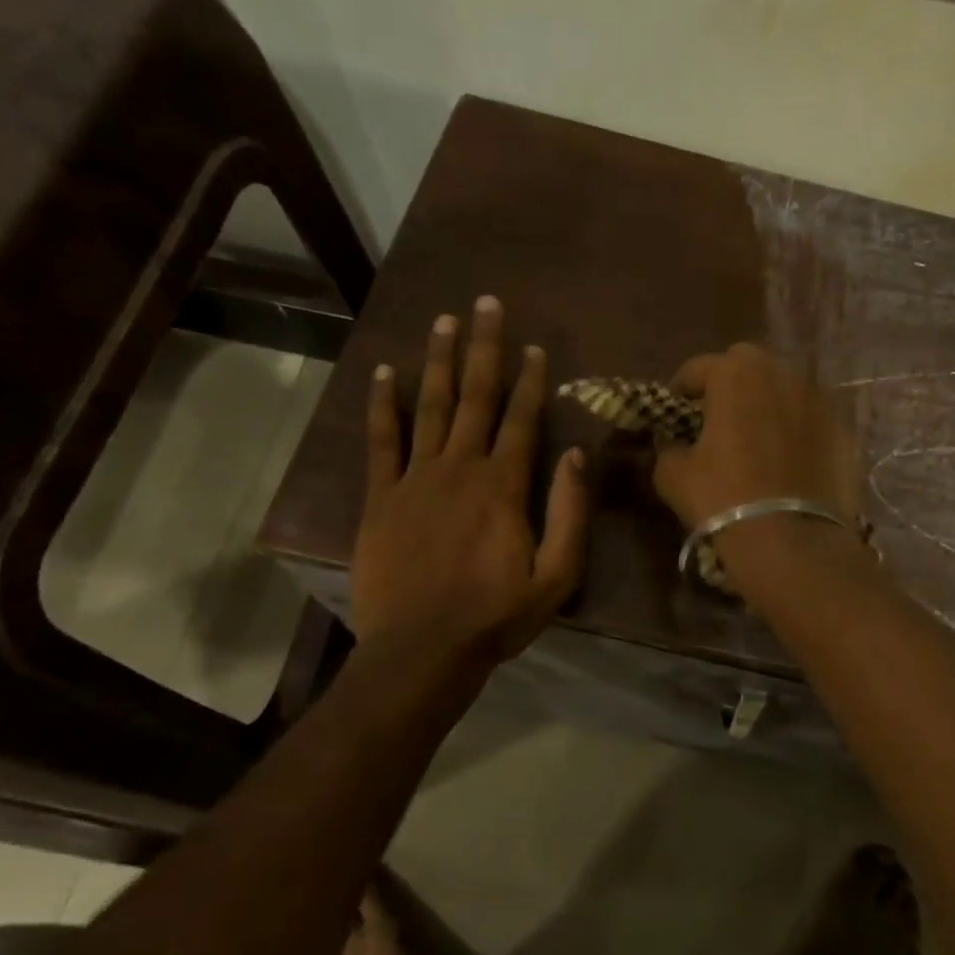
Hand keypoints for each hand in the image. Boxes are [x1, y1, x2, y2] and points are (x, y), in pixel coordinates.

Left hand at [349, 297, 588, 674]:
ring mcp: (415, 479)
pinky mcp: (380, 497)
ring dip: (438, 361)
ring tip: (444, 322)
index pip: (521, 419)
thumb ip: (569, 512)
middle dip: (483, 348)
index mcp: (504, 485)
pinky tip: (384, 374)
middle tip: (486, 304)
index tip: (534, 346)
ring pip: (429, 407)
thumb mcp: (556, 575)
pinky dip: (382, 405)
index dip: (531, 380)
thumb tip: (575, 454)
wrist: (422, 650)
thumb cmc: (496, 616)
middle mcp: (460, 468)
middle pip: (475, 396)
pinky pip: (381, 441)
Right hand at [652, 343, 860, 532]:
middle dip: (730, 386)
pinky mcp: (844, 429)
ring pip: (785, 389)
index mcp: (735, 373)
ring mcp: (820, 399)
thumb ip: (668, 448)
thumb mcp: (673, 475)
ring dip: (768, 404)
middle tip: (718, 420)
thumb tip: (673, 444)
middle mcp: (782, 373)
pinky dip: (797, 431)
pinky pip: (811, 420)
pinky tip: (789, 461)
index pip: (697, 368)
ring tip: (757, 439)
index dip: (681, 390)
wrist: (791, 541)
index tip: (675, 414)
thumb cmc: (723, 498)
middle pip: (748, 366)